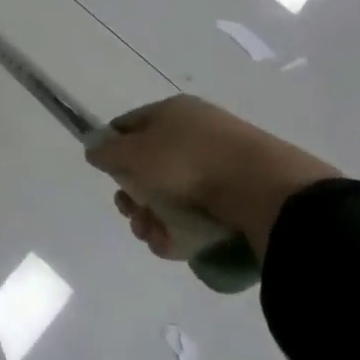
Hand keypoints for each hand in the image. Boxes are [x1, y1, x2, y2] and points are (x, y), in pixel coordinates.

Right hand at [85, 94, 342, 261]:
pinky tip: (176, 247)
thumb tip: (94, 150)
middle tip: (133, 216)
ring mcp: (221, 165)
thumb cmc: (189, 161)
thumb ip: (108, 152)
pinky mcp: (240, 198)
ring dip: (155, 220)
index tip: (109, 178)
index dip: (114, 150)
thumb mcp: (135, 153)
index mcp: (173, 112)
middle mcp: (196, 133)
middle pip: (150, 166)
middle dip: (135, 197)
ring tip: (156, 239)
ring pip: (173, 195)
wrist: (265, 191)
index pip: (130, 125)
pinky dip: (183, 231)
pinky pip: (200, 214)